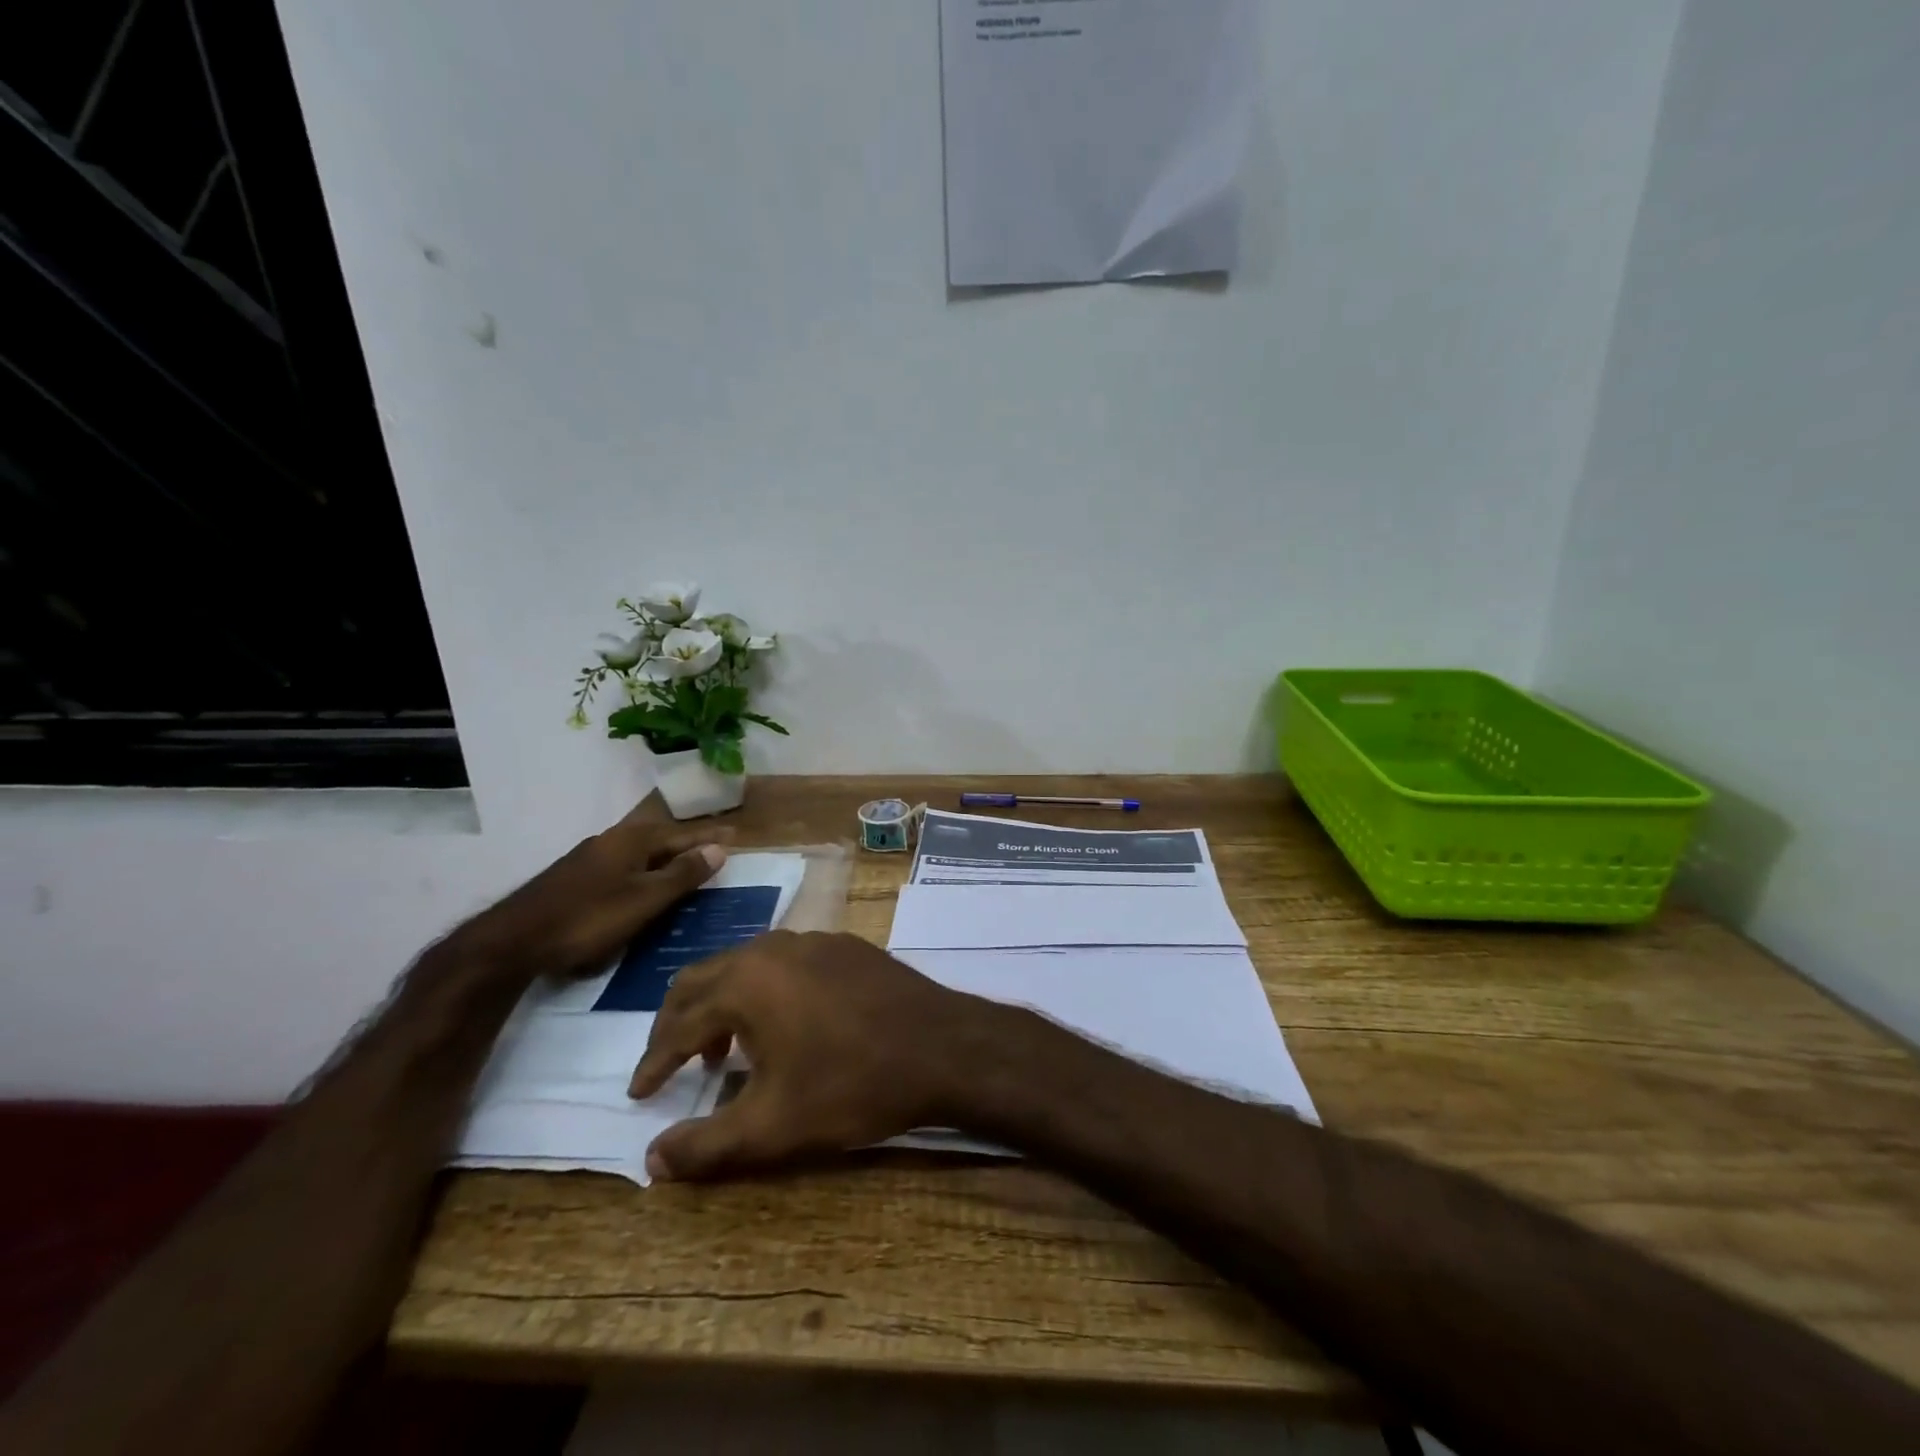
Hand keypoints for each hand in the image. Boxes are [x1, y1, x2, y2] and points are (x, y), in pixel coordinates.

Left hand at [449, 805, 731, 981]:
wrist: (514, 941)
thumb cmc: (588, 918)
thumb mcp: (645, 900)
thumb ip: (682, 874)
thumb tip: (719, 847)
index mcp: (632, 840)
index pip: (682, 834)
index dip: (709, 836)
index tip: (736, 834)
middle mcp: (611, 841)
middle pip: (659, 839)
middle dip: (687, 844)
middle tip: (714, 850)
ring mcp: (589, 858)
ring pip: (638, 853)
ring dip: (664, 859)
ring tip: (684, 868)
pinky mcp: (574, 879)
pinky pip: (622, 867)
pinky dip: (643, 872)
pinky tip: (642, 886)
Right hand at [628, 931, 992, 1179]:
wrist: (943, 1046)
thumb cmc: (853, 1084)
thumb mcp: (773, 1126)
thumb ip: (706, 1145)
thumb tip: (651, 1161)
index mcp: (747, 981)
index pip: (679, 1021)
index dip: (653, 1061)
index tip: (639, 1094)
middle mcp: (774, 948)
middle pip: (705, 978)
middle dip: (679, 1022)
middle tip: (670, 1065)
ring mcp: (814, 940)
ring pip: (747, 965)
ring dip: (723, 1005)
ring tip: (721, 1051)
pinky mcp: (846, 946)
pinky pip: (786, 963)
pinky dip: (764, 992)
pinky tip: (782, 1025)